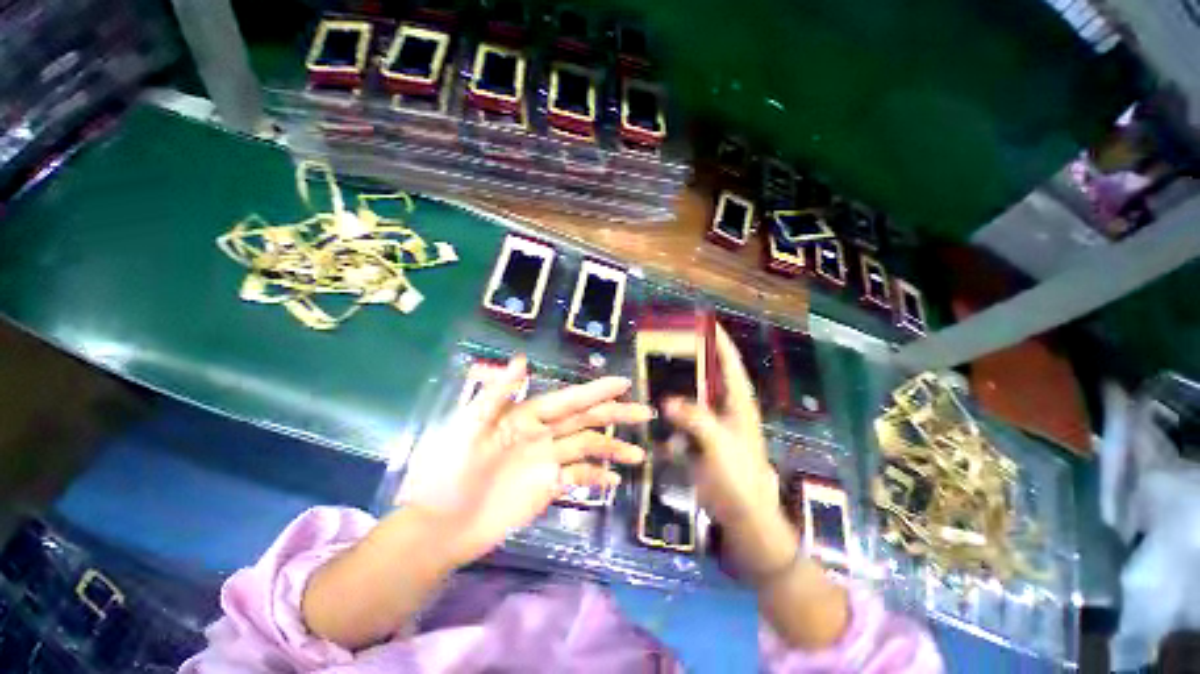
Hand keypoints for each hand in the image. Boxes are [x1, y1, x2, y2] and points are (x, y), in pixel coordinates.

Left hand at [400, 356, 651, 565]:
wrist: (439, 527)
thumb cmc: (448, 473)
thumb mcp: (468, 427)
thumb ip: (497, 393)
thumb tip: (522, 359)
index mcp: (527, 416)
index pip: (569, 400)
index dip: (597, 391)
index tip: (624, 383)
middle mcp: (543, 434)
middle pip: (586, 420)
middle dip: (616, 415)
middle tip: (645, 413)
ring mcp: (547, 461)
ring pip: (588, 448)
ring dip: (613, 449)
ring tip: (638, 454)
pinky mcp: (547, 487)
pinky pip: (578, 478)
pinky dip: (596, 477)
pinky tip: (613, 481)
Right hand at [663, 324, 796, 574]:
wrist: (743, 516)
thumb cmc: (738, 476)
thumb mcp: (719, 443)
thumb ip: (695, 418)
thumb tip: (668, 400)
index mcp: (739, 404)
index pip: (730, 365)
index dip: (720, 343)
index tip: (707, 324)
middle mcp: (726, 409)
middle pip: (709, 378)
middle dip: (692, 362)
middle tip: (670, 346)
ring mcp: (712, 426)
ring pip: (693, 398)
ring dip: (677, 388)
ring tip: (657, 373)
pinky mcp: (700, 441)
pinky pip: (683, 420)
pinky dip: (671, 415)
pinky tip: (655, 411)